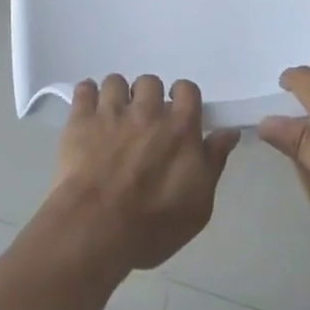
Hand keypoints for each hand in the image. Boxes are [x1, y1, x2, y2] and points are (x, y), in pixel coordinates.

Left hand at [49, 74, 239, 274]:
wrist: (96, 229)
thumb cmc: (153, 225)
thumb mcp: (198, 204)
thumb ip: (213, 162)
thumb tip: (228, 132)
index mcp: (179, 127)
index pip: (187, 89)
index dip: (182, 97)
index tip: (176, 113)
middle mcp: (147, 110)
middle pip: (150, 81)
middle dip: (147, 97)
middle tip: (142, 122)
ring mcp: (112, 111)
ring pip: (116, 81)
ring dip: (117, 96)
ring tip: (113, 118)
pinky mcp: (81, 118)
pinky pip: (84, 88)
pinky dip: (87, 96)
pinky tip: (88, 113)